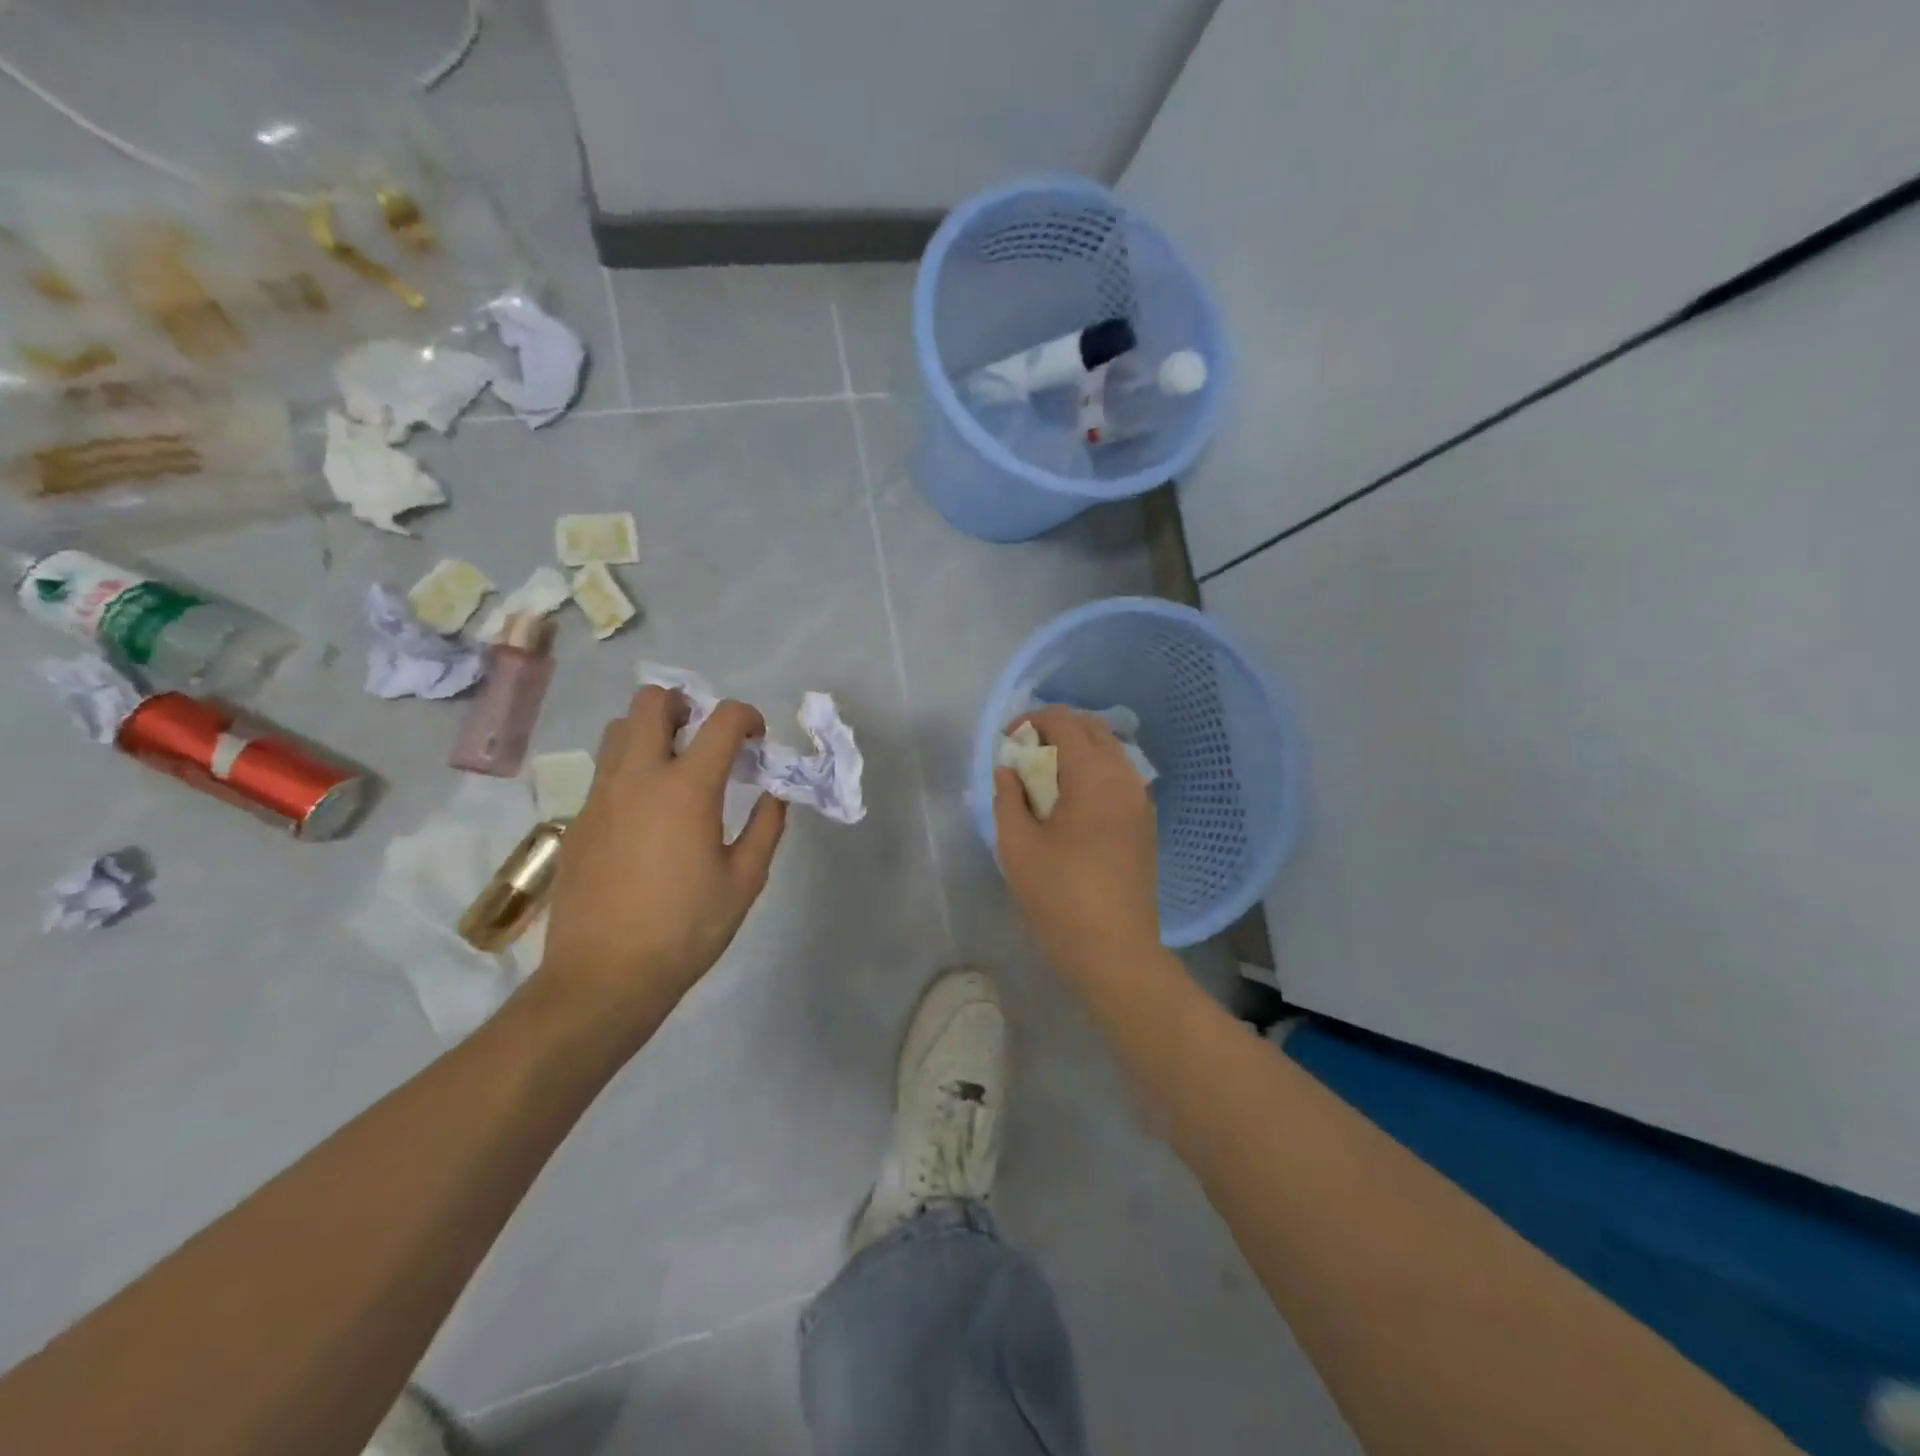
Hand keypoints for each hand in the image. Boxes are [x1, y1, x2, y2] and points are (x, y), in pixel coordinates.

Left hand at [536, 686, 786, 1034]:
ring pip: (619, 729)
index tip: (757, 740)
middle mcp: (638, 777)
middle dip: (686, 705)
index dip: (747, 717)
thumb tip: (775, 793)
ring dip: (652, 731)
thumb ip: (765, 827)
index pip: (721, 720)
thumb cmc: (686, 929)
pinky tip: (647, 812)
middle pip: (652, 701)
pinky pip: (604, 770)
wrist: (604, 977)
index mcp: (687, 788)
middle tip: (705, 738)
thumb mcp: (744, 881)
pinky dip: (631, 768)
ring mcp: (600, 795)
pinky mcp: (578, 819)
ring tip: (675, 767)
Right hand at [993, 705, 1160, 978]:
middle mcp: (1124, 777)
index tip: (1007, 743)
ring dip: (1075, 751)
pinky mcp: (1145, 822)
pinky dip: (1092, 772)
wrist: (1115, 951)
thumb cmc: (1059, 898)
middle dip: (1054, 731)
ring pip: (1109, 751)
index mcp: (1093, 776)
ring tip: (1043, 779)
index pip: (1065, 721)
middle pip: (1091, 729)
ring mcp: (1140, 800)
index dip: (1031, 721)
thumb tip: (1008, 770)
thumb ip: (1008, 798)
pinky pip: (1119, 776)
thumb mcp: (1017, 847)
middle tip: (1023, 756)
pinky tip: (1070, 802)